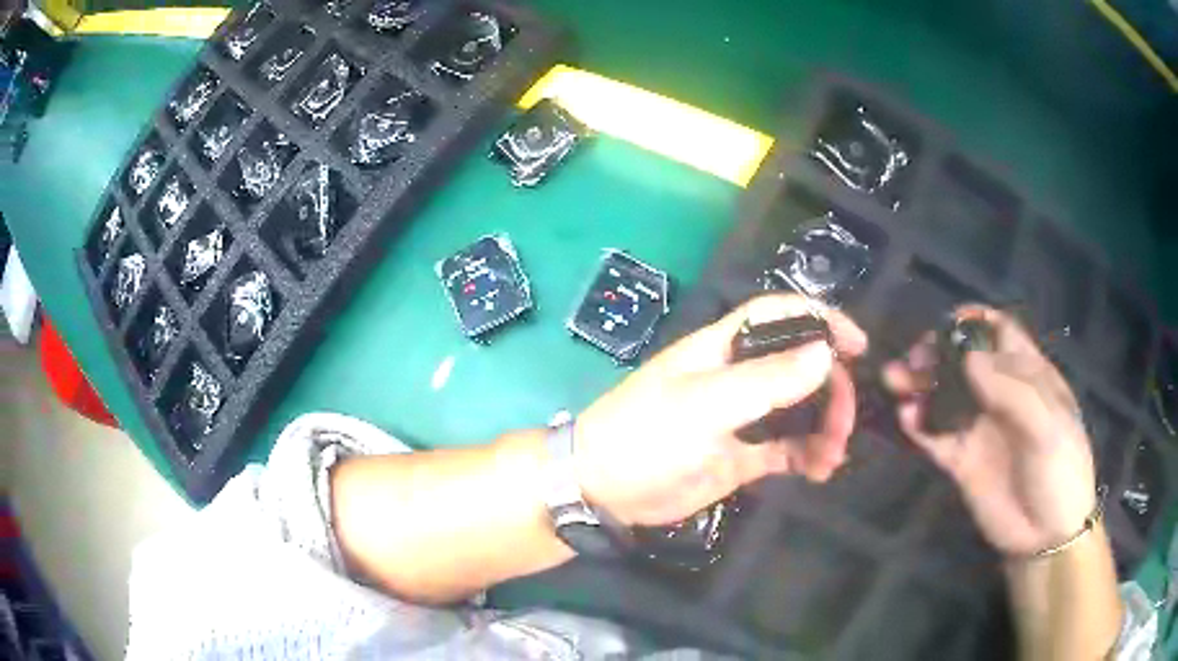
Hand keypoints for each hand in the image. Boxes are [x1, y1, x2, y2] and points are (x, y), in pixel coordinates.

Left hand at [574, 294, 867, 526]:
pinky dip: (808, 456)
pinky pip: (786, 449)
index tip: (858, 345)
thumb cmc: (646, 435)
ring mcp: (741, 418)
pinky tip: (819, 471)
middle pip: (800, 366)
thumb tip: (825, 353)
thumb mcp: (705, 405)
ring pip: (799, 410)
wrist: (602, 488)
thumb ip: (766, 381)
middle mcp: (737, 377)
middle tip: (845, 420)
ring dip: (825, 427)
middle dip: (831, 388)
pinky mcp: (741, 456)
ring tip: (832, 456)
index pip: (779, 316)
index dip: (822, 320)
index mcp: (724, 349)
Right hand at [882, 305, 1097, 556]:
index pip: (1000, 333)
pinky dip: (917, 423)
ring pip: (944, 395)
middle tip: (915, 358)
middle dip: (938, 352)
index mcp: (1028, 375)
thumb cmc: (1061, 470)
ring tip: (895, 380)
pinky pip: (934, 435)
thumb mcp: (1048, 426)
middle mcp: (1000, 395)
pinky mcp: (961, 460)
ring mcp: (979, 428)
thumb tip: (967, 357)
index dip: (975, 322)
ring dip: (919, 384)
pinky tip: (906, 417)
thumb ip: (1011, 391)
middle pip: (964, 361)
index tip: (947, 322)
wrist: (1047, 535)